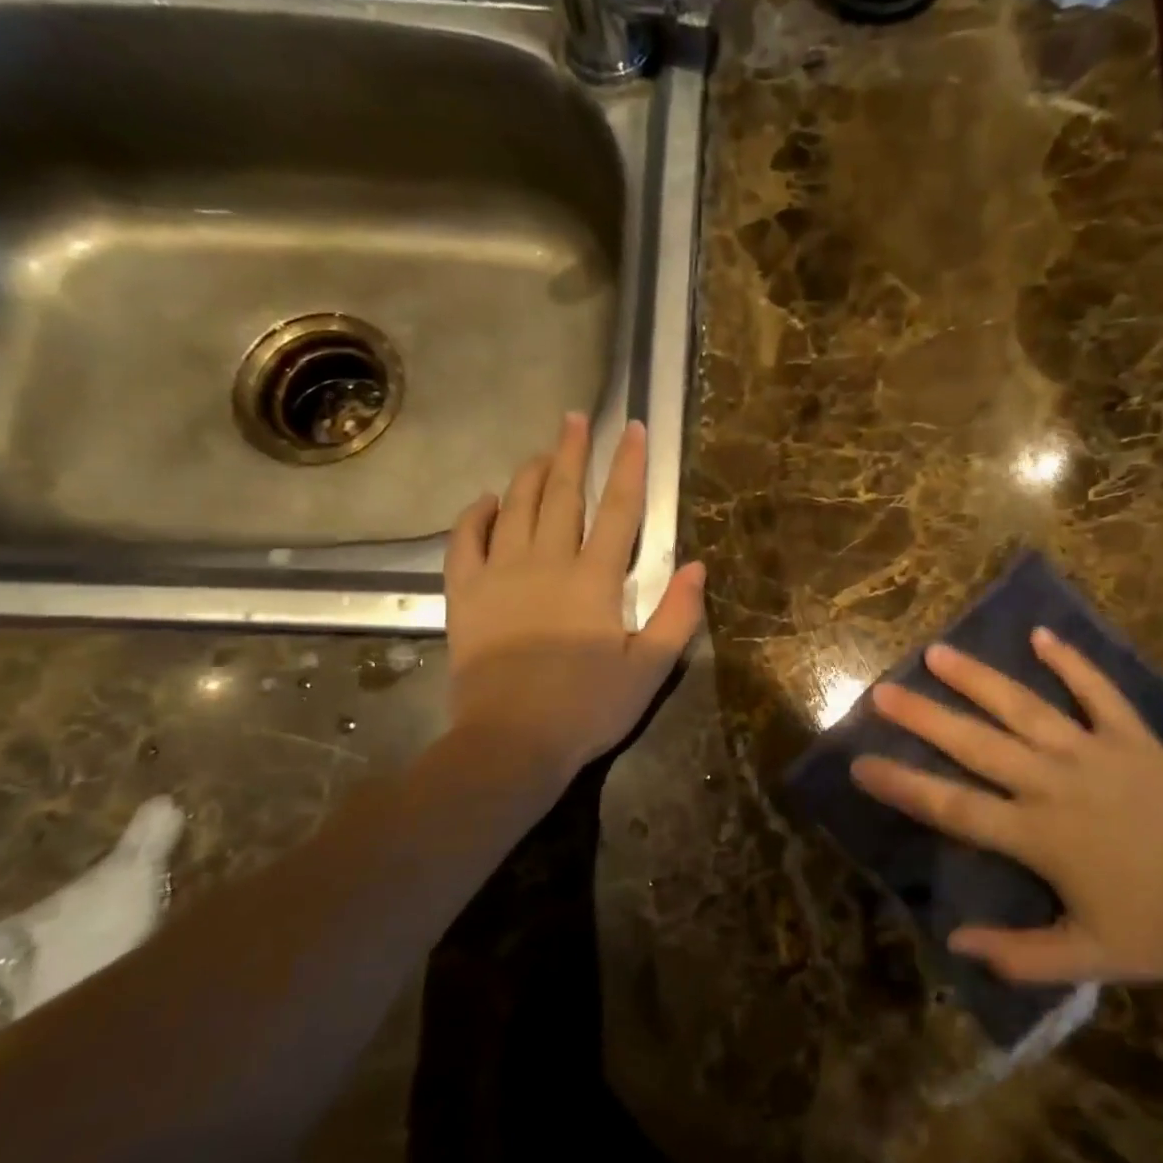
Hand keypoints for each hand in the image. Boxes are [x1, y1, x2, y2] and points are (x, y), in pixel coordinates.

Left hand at [443, 412, 705, 792]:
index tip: (631, 430)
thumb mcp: (650, 669)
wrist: (510, 743)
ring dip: (530, 475)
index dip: (628, 466)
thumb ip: (677, 615)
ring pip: (516, 509)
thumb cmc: (587, 708)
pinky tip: (486, 500)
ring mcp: (501, 576)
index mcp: (595, 580)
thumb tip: (697, 565)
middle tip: (575, 419)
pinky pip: (465, 542)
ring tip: (542, 451)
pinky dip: (475, 516)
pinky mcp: (466, 596)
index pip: (619, 509)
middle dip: (573, 453)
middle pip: (563, 495)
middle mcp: (547, 563)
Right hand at [851, 629, 1162, 985]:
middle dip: (923, 718)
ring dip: (978, 679)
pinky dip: (1071, 663)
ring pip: (1024, 708)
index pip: (953, 807)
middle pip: (976, 744)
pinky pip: (1098, 692)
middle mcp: (1054, 783)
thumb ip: (1018, 955)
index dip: (903, 785)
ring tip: (937, 652)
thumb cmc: (1159, 931)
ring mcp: (1094, 753)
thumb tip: (953, 939)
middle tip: (882, 691)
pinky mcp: (1133, 738)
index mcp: (1037, 835)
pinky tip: (1041, 634)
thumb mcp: (1087, 959)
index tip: (861, 763)